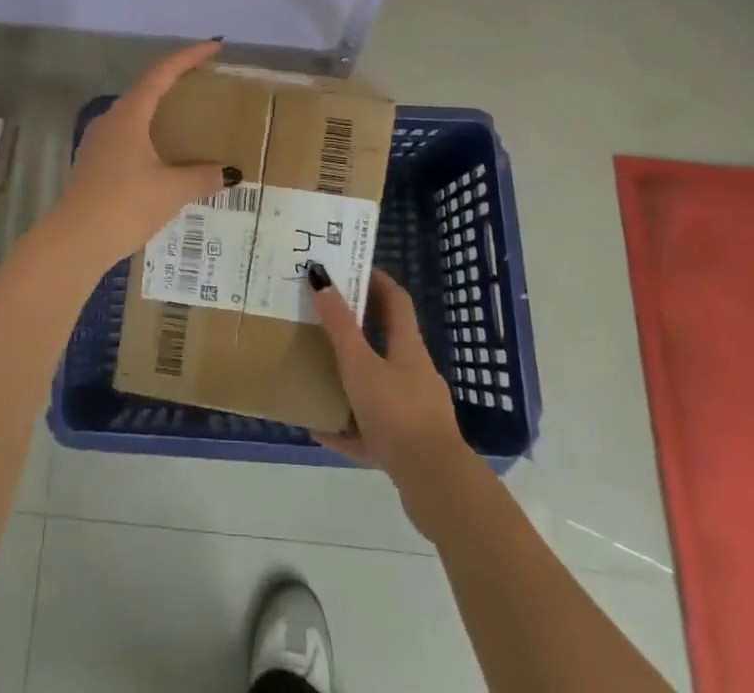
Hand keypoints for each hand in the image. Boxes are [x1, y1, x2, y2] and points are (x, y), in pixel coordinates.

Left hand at [50, 41, 233, 270]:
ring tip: (188, 118)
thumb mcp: (171, 191)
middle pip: (147, 88)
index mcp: (130, 114)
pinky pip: (128, 133)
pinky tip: (163, 154)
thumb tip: (230, 173)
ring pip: (136, 112)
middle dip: (176, 81)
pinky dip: (150, 132)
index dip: (189, 56)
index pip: (162, 72)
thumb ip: (203, 177)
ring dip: (161, 109)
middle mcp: (112, 119)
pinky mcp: (94, 161)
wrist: (73, 242)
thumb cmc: (124, 206)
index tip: (214, 46)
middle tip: (206, 82)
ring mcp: (99, 139)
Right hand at [310, 268, 471, 527]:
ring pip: (378, 386)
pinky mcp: (407, 446)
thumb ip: (339, 324)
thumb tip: (320, 275)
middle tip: (324, 317)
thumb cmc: (397, 412)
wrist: (435, 484)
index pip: (396, 300)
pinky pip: (371, 429)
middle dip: (357, 328)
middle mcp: (415, 374)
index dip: (377, 280)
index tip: (352, 268)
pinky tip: (321, 430)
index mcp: (408, 348)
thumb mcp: (360, 364)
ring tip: (318, 373)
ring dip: (351, 378)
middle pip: (386, 342)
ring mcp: (414, 411)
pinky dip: (348, 427)